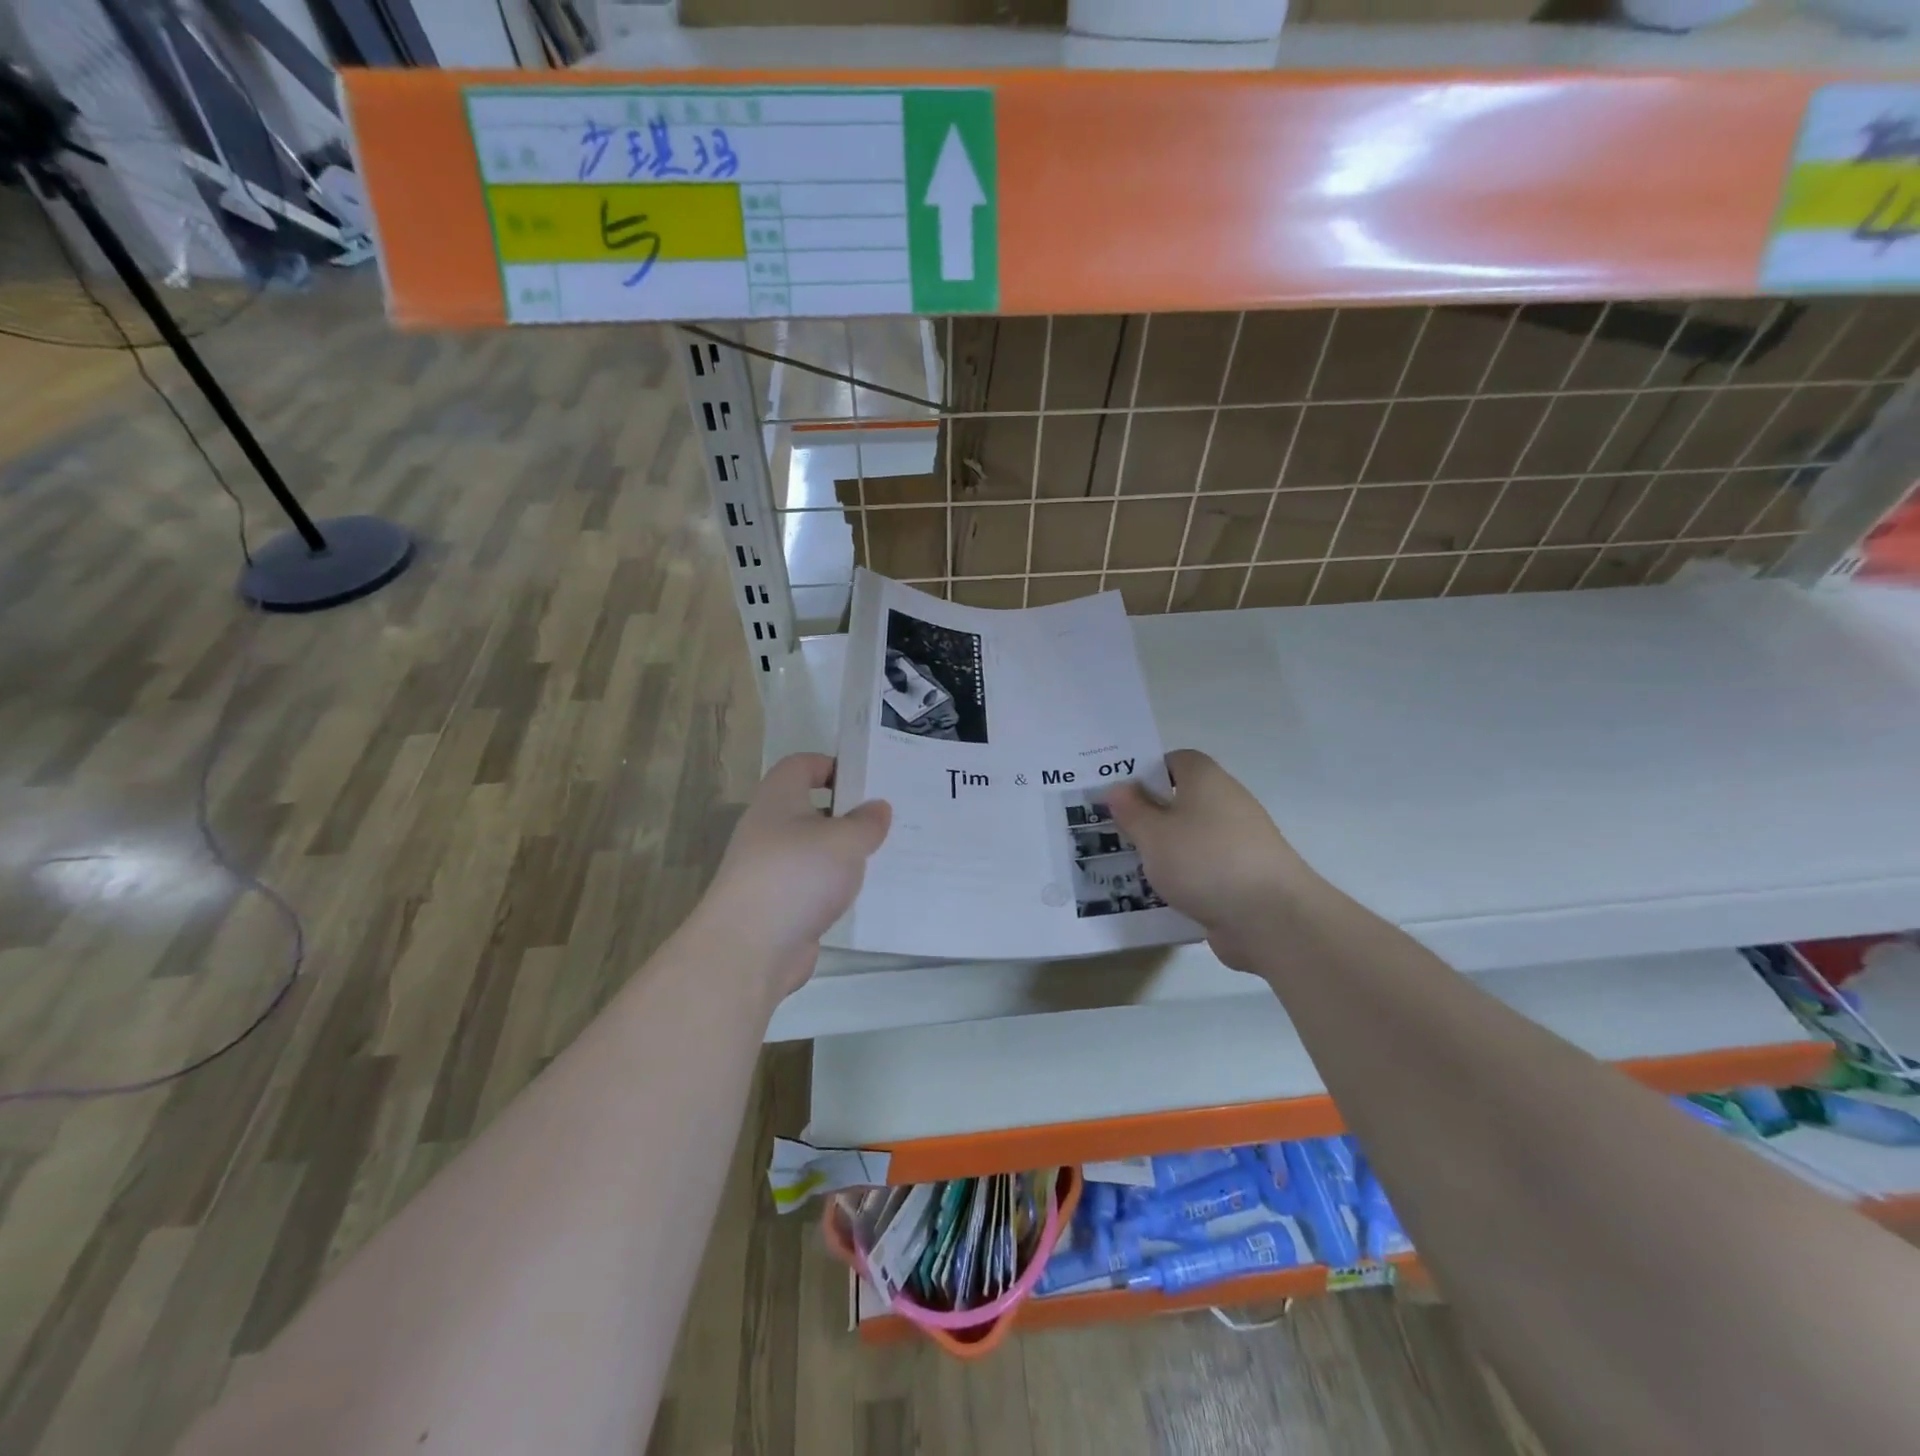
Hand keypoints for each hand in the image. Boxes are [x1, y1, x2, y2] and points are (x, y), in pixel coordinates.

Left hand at [699, 754, 890, 998]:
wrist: (750, 947)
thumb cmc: (797, 874)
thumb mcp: (845, 840)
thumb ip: (867, 821)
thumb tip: (878, 807)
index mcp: (778, 798)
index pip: (801, 765)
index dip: (832, 766)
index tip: (866, 780)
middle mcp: (768, 828)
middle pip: (809, 808)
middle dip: (846, 813)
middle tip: (886, 819)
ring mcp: (770, 869)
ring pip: (813, 850)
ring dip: (842, 854)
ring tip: (883, 855)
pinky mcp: (777, 905)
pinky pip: (812, 885)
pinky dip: (834, 887)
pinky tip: (862, 894)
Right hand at [1107, 750, 1312, 971]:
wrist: (1271, 917)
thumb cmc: (1204, 860)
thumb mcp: (1153, 834)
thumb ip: (1131, 810)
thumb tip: (1118, 788)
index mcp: (1206, 779)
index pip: (1174, 761)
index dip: (1145, 773)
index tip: (1119, 794)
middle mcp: (1226, 802)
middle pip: (1182, 800)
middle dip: (1150, 815)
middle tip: (1114, 831)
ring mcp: (1239, 841)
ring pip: (1191, 837)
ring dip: (1166, 850)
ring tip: (1130, 866)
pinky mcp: (1244, 875)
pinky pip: (1204, 868)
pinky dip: (1185, 877)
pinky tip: (1161, 894)